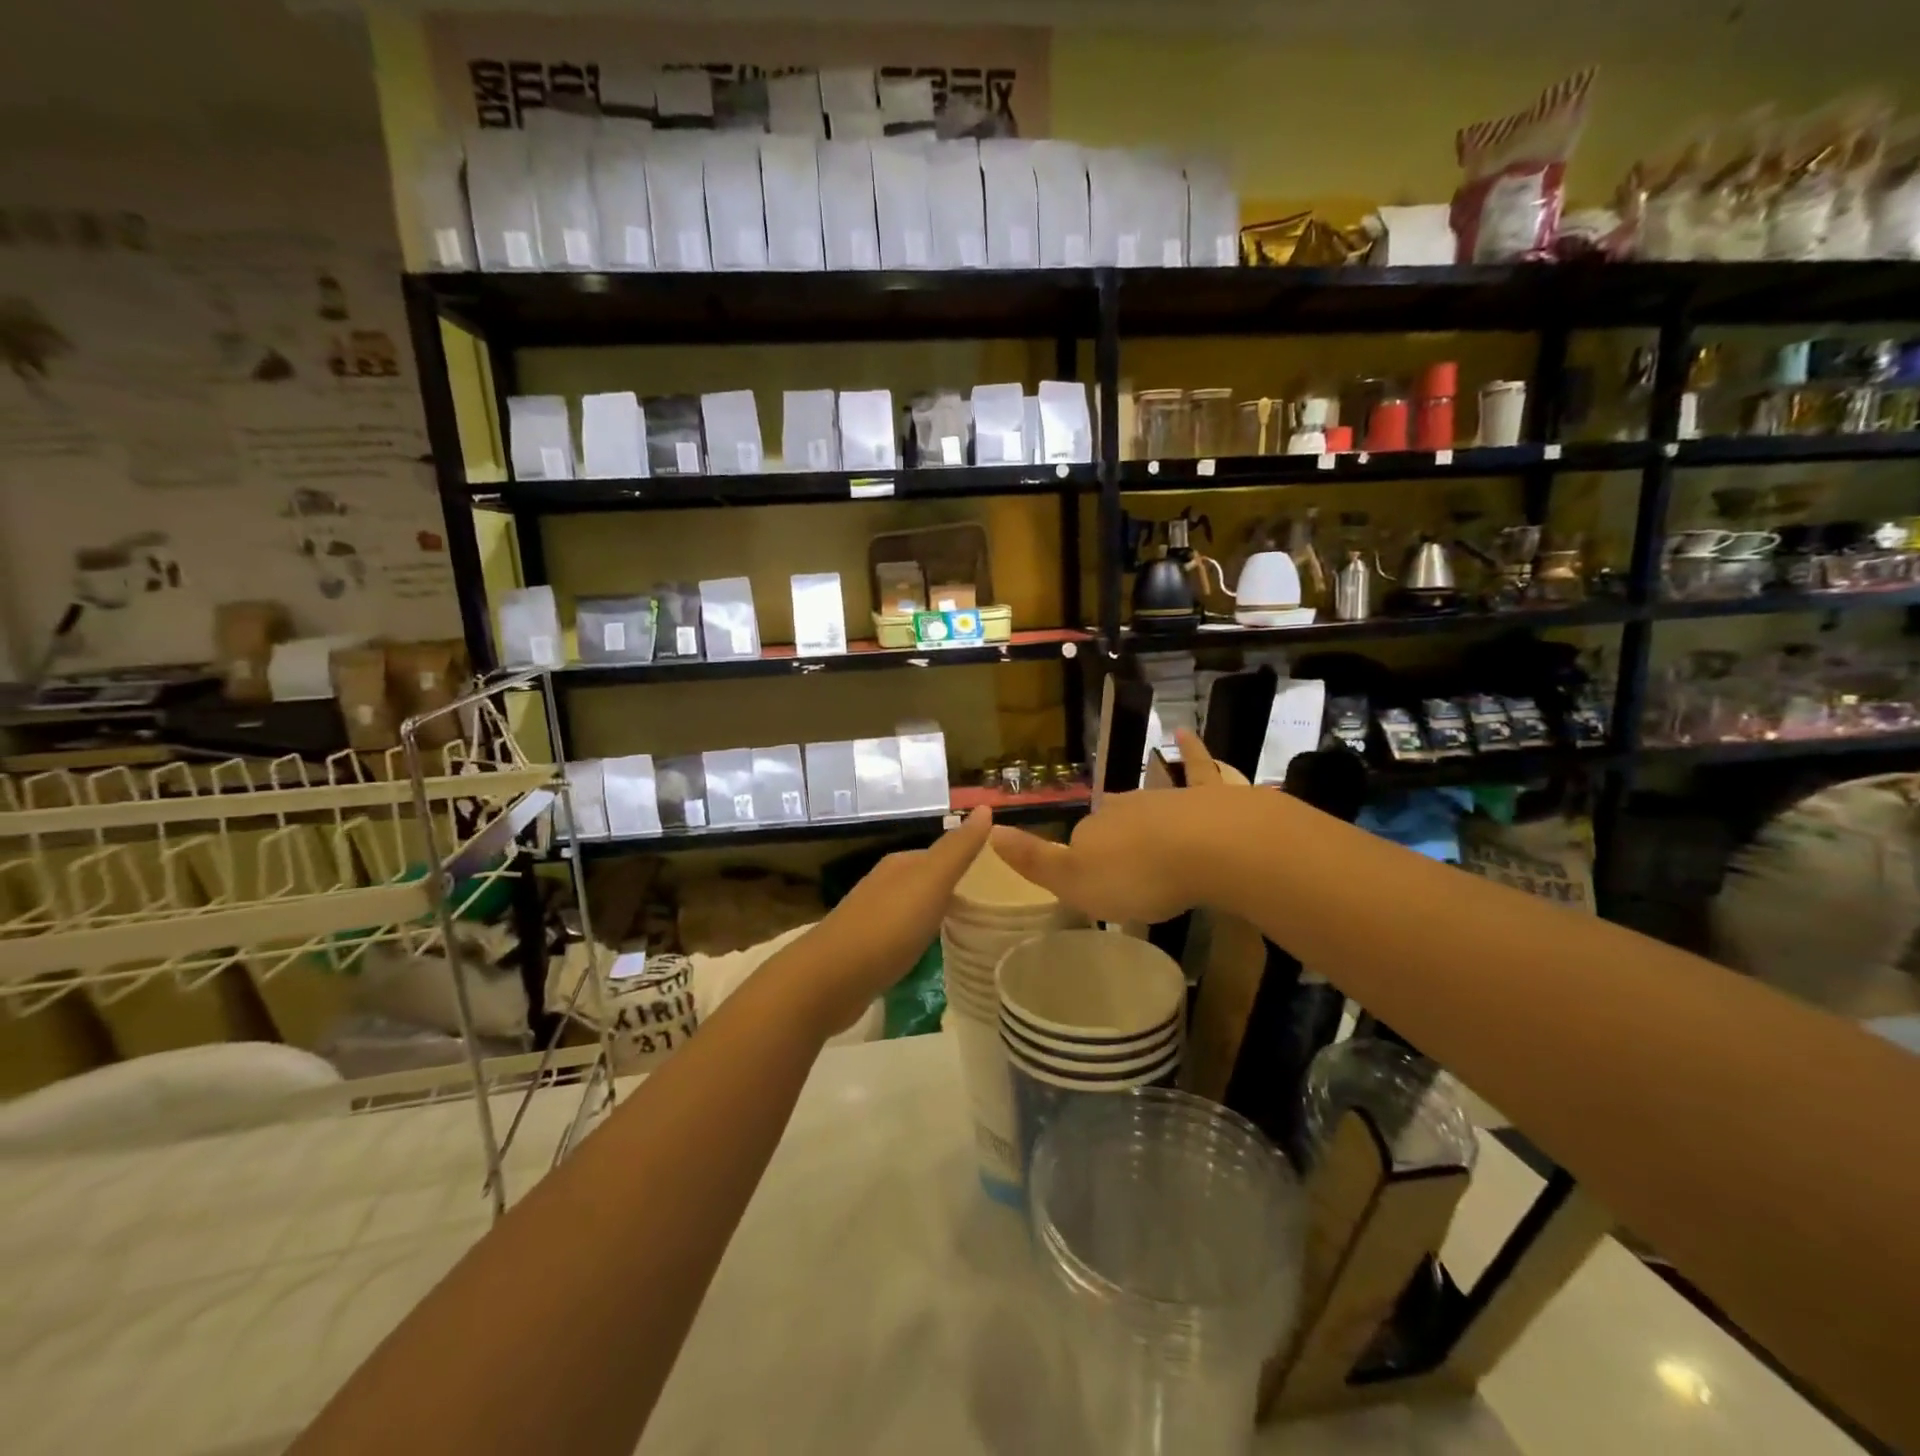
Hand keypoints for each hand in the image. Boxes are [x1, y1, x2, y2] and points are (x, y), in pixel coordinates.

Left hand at [805, 807, 992, 1032]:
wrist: (830, 980)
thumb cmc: (887, 926)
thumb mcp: (931, 882)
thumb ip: (958, 849)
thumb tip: (985, 807)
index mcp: (900, 865)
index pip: (941, 854)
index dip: (968, 861)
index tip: (1000, 877)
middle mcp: (884, 884)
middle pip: (927, 880)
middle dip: (955, 888)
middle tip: (992, 905)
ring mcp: (872, 918)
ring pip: (914, 908)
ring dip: (937, 914)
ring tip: (970, 928)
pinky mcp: (866, 951)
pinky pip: (903, 936)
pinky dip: (921, 939)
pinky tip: (933, 953)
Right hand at [989, 731, 1240, 924]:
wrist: (1209, 849)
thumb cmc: (1138, 875)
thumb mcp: (1076, 882)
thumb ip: (1034, 859)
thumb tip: (992, 831)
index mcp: (1093, 829)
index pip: (1079, 842)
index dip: (1083, 864)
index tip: (1095, 888)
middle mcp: (1124, 806)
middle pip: (1112, 821)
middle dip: (1114, 840)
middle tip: (1126, 873)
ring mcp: (1165, 796)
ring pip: (1147, 803)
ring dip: (1145, 817)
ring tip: (1151, 843)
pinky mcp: (1206, 794)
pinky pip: (1197, 767)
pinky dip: (1190, 751)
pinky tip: (1183, 733)